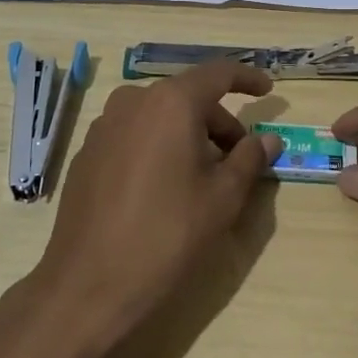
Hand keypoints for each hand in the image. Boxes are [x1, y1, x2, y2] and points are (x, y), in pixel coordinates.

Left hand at [28, 59, 282, 350]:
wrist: (89, 284)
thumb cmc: (167, 235)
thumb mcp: (222, 198)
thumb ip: (250, 159)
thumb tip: (269, 139)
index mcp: (171, 102)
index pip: (218, 73)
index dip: (247, 78)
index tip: (268, 90)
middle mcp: (133, 102)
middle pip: (188, 97)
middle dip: (219, 122)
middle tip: (240, 159)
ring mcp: (104, 126)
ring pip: (160, 117)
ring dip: (188, 135)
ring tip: (203, 177)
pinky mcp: (88, 153)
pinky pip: (135, 134)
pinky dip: (159, 146)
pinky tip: (164, 187)